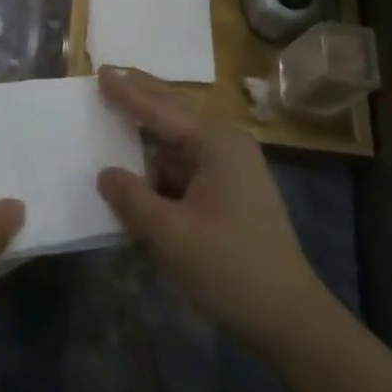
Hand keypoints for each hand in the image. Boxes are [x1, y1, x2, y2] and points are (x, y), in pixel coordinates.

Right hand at [96, 66, 330, 358]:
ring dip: (148, 136)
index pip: (161, 108)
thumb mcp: (171, 235)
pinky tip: (139, 173)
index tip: (100, 72)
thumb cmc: (230, 269)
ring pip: (178, 142)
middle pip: (174, 112)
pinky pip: (186, 166)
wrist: (290, 320)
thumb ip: (133, 198)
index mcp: (217, 143)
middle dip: (141, 97)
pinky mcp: (230, 191)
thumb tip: (106, 174)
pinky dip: (160, 167)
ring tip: (115, 120)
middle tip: (107, 76)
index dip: (127, 92)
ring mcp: (231, 167)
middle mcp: (226, 144)